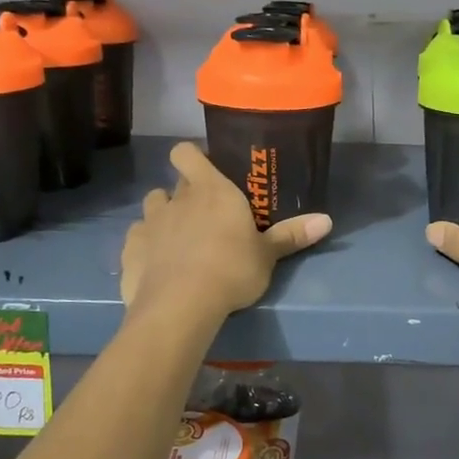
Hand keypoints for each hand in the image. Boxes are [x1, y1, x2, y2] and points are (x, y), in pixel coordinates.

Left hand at [121, 143, 331, 319]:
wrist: (181, 305)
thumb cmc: (231, 269)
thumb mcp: (268, 255)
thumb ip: (292, 235)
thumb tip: (327, 220)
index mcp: (211, 190)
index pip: (187, 153)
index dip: (193, 157)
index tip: (206, 169)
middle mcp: (177, 199)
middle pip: (175, 182)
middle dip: (186, 192)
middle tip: (206, 214)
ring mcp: (149, 224)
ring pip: (153, 205)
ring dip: (164, 215)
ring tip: (179, 237)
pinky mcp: (130, 251)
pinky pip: (137, 237)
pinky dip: (146, 244)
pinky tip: (158, 262)